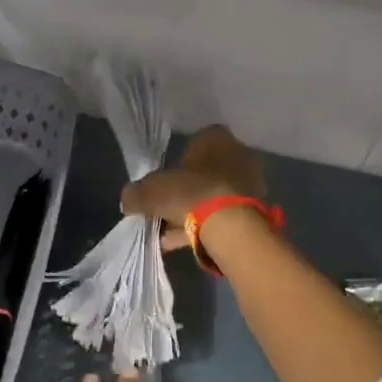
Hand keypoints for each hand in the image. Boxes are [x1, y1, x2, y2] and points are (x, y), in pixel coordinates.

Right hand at [120, 125, 264, 250]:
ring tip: (169, 232)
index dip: (176, 161)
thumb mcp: (149, 191)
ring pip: (213, 196)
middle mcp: (237, 154)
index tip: (163, 180)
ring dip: (193, 211)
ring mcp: (248, 183)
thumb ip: (136, 193)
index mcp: (215, 138)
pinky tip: (182, 242)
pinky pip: (222, 217)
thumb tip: (129, 199)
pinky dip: (203, 228)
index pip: (195, 142)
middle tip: (165, 207)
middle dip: (185, 189)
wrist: (229, 226)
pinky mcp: (253, 211)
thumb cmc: (189, 194)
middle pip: (204, 171)